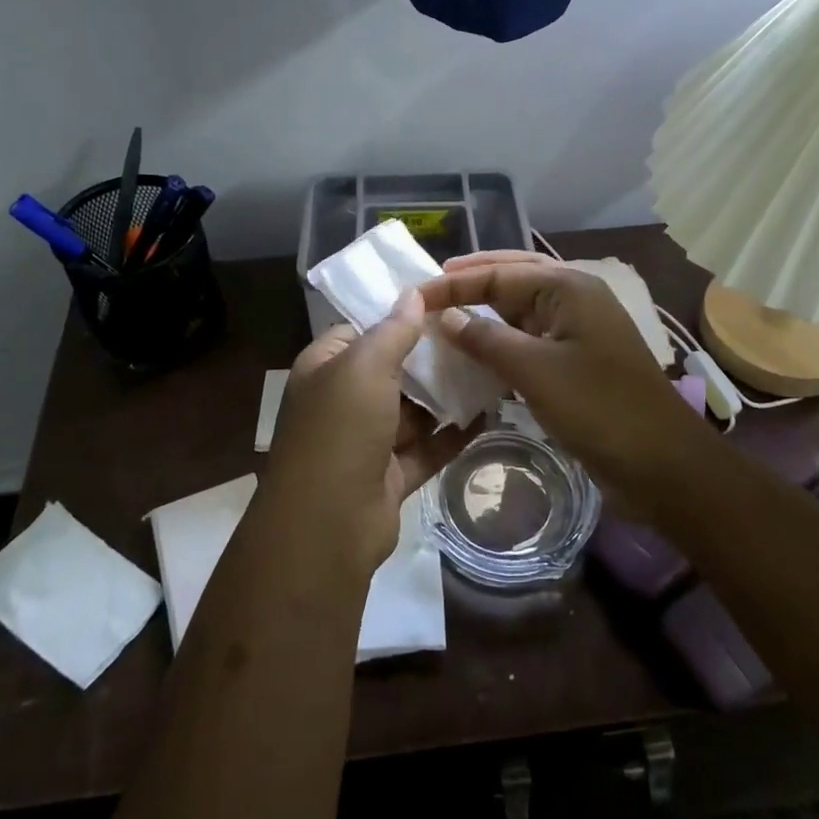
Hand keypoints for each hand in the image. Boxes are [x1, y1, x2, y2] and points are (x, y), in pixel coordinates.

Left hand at [264, 290, 470, 576]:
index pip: (362, 329)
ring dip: (446, 394)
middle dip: (431, 356)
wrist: (327, 527)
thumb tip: (414, 292)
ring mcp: (367, 441)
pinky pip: (427, 447)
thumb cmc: (340, 431)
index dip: (399, 315)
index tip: (444, 302)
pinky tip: (488, 414)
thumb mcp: (365, 367)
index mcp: (326, 368)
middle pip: (393, 369)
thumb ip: (393, 329)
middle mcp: (343, 401)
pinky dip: (453, 434)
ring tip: (492, 368)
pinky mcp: (390, 475)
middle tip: (478, 334)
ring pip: (413, 409)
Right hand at [419, 252, 702, 500]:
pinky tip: (479, 350)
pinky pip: (531, 338)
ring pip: (523, 308)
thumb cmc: (599, 408)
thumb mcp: (535, 371)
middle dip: (473, 280)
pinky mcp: (578, 360)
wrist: (662, 463)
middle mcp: (575, 298)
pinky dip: (503, 339)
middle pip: (514, 277)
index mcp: (569, 288)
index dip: (454, 283)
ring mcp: (579, 330)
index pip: (500, 273)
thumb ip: (486, 339)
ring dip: (487, 308)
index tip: (413, 295)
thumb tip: (445, 317)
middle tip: (431, 288)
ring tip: (448, 313)